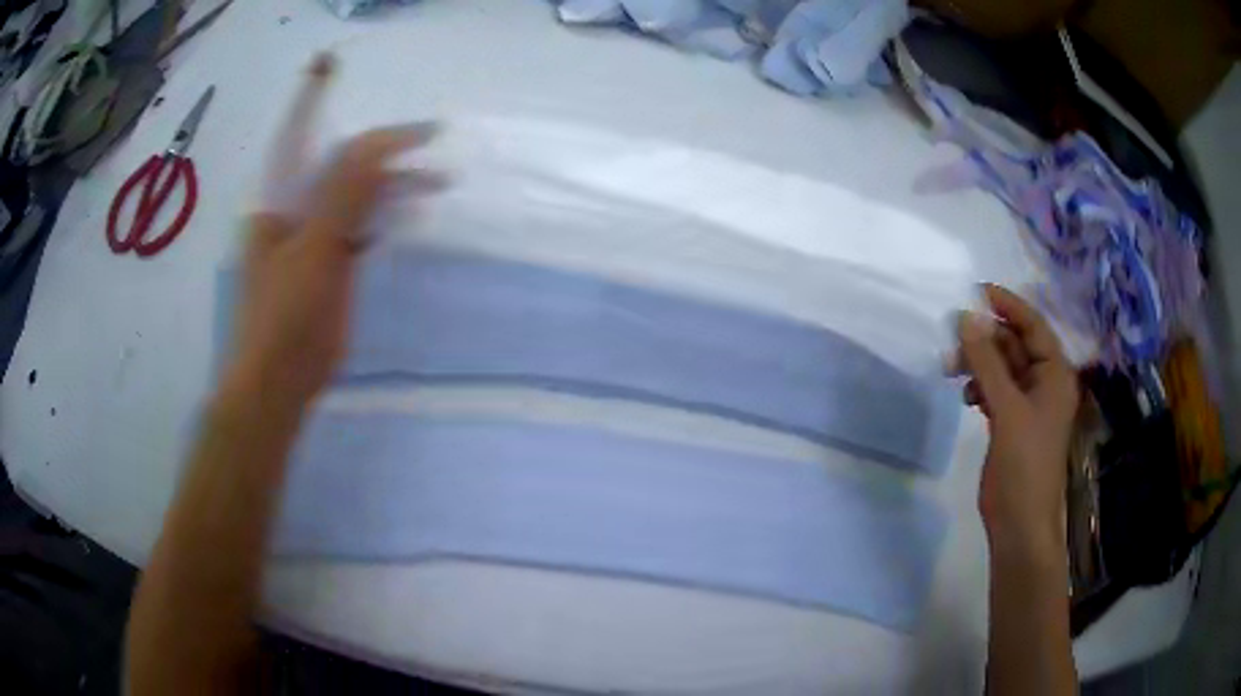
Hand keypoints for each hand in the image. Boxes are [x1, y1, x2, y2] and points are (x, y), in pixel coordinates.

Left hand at [228, 124, 440, 407]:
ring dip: (393, 185)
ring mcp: (312, 238)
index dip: (325, 105)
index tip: (371, 92)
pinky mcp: (330, 264)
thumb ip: (343, 193)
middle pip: (340, 166)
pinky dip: (384, 216)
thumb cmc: (285, 316)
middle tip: (434, 141)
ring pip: (355, 196)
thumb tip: (377, 142)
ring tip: (438, 182)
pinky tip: (408, 212)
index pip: (303, 138)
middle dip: (384, 153)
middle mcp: (293, 210)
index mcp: (278, 200)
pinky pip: (359, 226)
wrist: (279, 383)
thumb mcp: (313, 249)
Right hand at [953, 284, 1078, 555]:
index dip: (1007, 305)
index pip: (1033, 325)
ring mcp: (1028, 404)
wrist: (1020, 523)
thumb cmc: (1024, 465)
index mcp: (1055, 374)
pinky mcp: (1012, 422)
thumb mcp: (1006, 410)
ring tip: (952, 368)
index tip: (975, 291)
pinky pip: (996, 390)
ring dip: (979, 363)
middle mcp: (1045, 382)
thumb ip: (987, 362)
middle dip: (985, 338)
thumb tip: (965, 316)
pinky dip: (980, 386)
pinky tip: (966, 396)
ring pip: (1002, 367)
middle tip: (952, 337)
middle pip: (1015, 344)